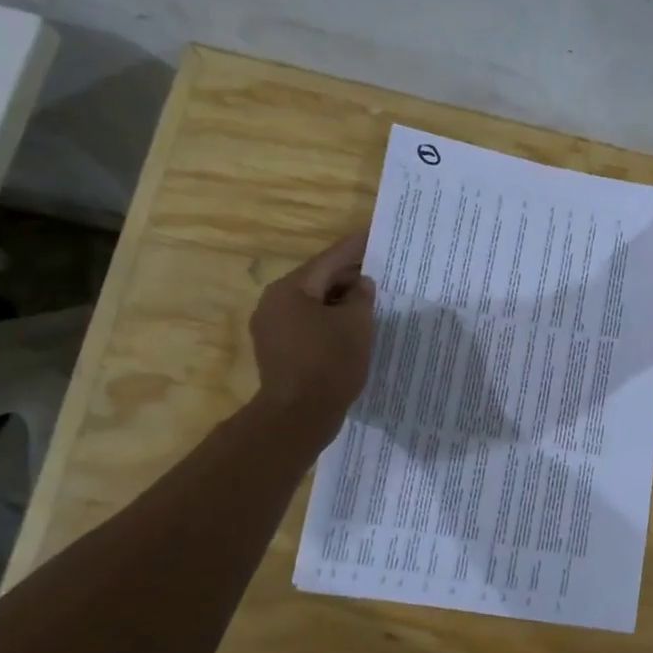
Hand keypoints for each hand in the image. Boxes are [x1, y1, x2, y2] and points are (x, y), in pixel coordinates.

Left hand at [250, 231, 375, 431]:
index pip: (329, 260)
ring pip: (313, 304)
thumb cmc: (329, 364)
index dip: (356, 248)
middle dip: (349, 277)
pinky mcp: (278, 351)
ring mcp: (272, 329)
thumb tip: (361, 285)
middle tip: (381, 271)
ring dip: (340, 301)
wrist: (298, 417)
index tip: (374, 235)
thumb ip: (361, 297)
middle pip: (318, 280)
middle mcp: (274, 303)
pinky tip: (352, 328)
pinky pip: (308, 325)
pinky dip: (330, 321)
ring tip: (371, 300)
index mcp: (290, 289)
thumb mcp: (356, 325)